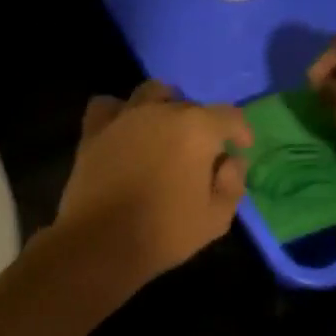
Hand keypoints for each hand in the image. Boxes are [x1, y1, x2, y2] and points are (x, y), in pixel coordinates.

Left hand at [55, 80, 251, 284]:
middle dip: (201, 126)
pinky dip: (119, 112)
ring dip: (164, 106)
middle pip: (190, 106)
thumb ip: (232, 184)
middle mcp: (161, 112)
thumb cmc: (164, 232)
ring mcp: (124, 117)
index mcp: (197, 129)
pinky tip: (124, 129)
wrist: (100, 242)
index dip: (239, 131)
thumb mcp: (215, 218)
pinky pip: (108, 105)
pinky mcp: (94, 130)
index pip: (229, 116)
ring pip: (151, 94)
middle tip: (200, 154)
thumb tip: (231, 162)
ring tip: (165, 130)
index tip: (241, 146)